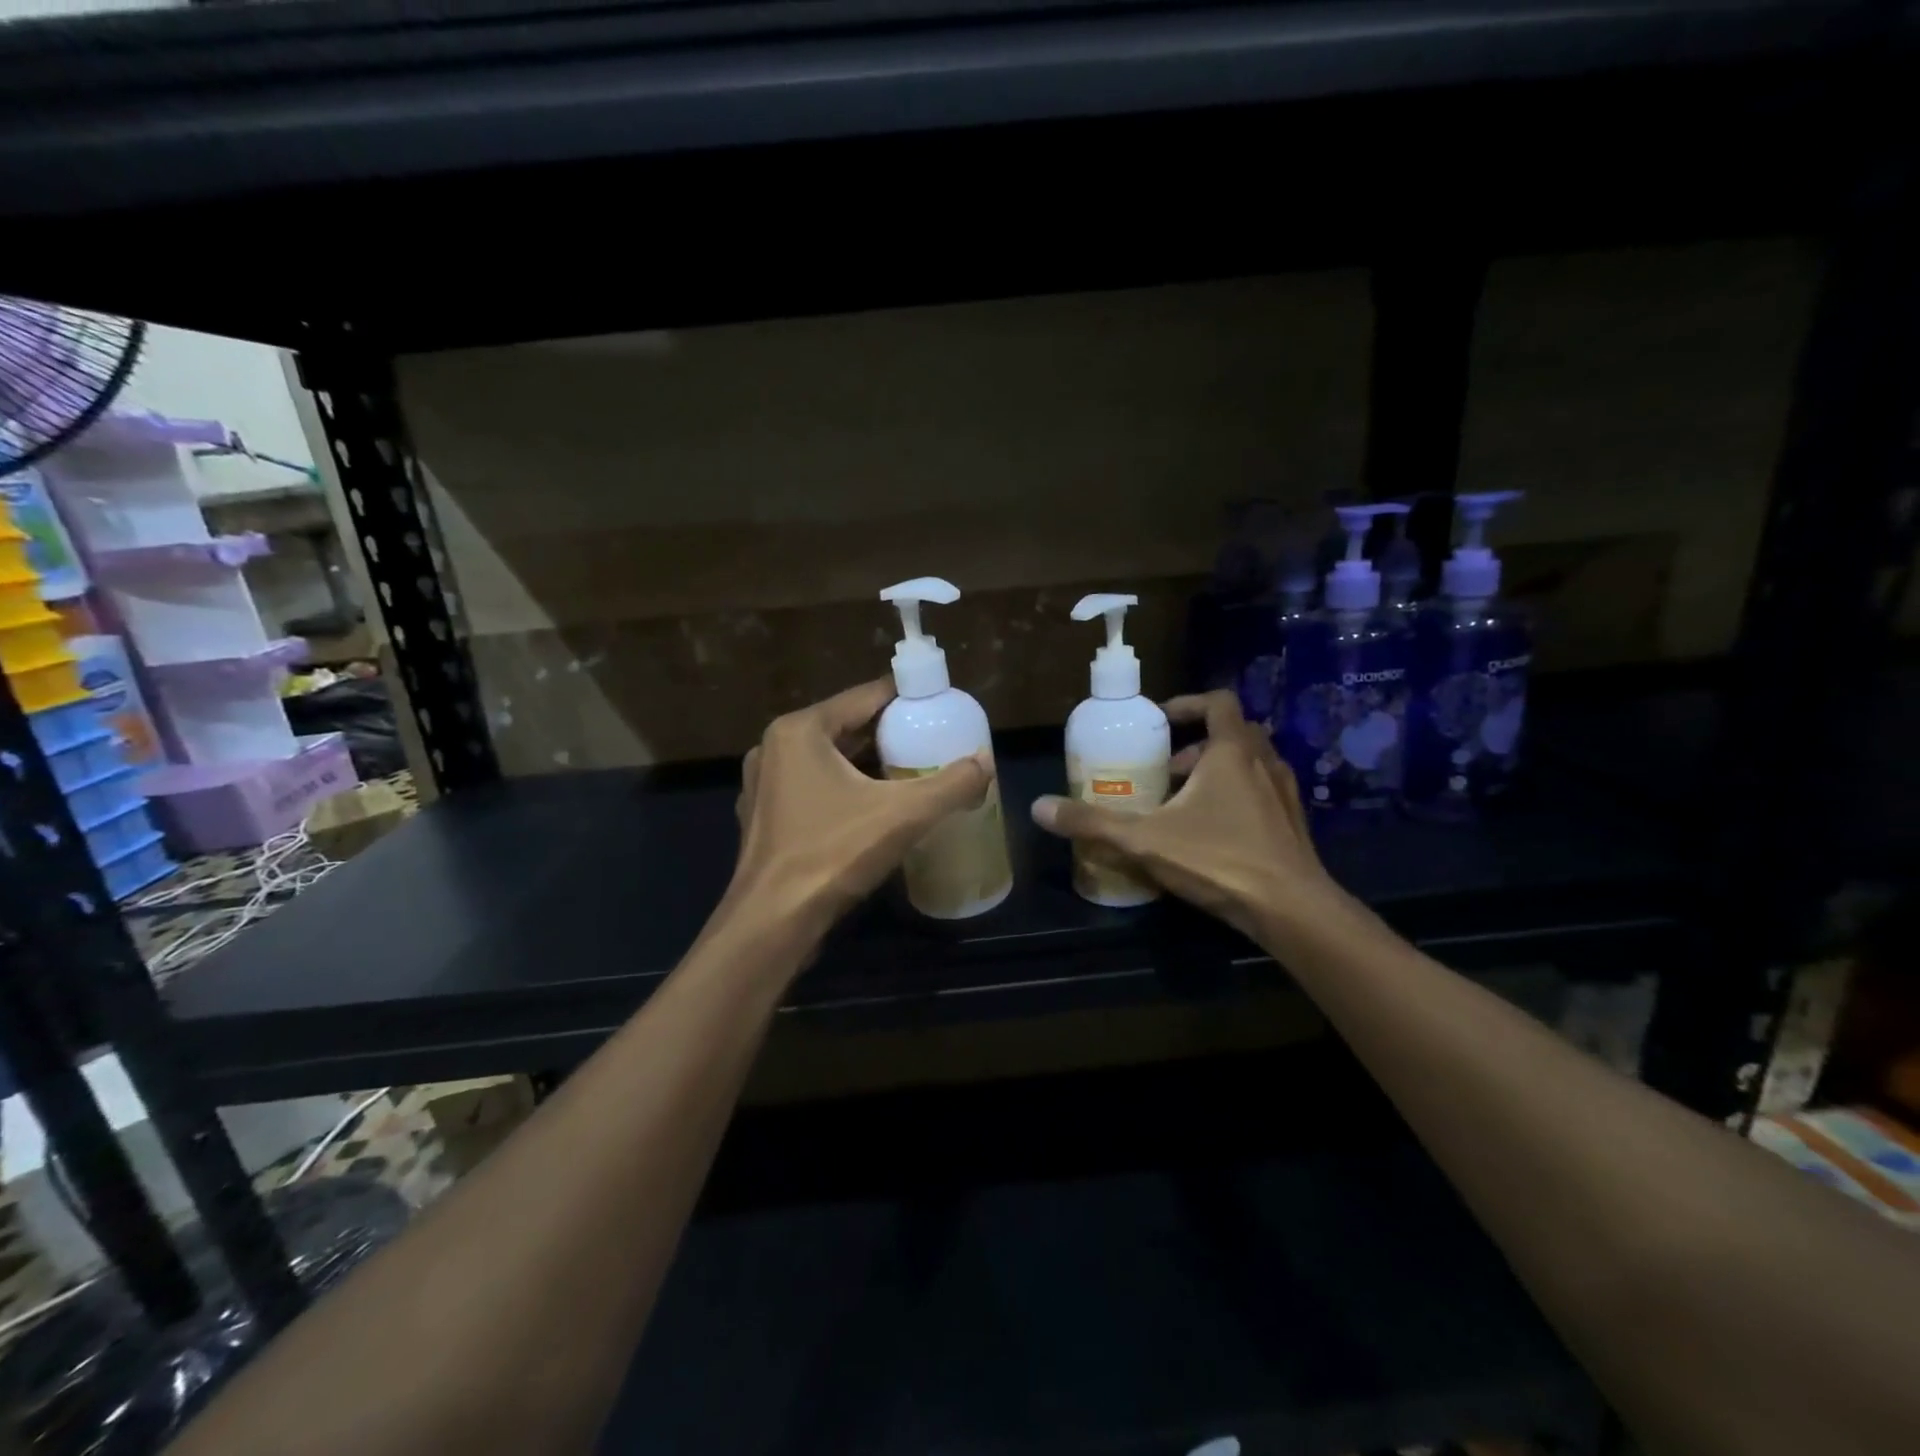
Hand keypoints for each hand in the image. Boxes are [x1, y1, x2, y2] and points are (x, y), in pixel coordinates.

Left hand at [729, 678, 992, 934]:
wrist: (772, 923)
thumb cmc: (832, 854)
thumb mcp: (903, 815)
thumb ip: (951, 785)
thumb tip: (985, 762)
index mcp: (799, 730)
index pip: (865, 696)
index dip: (907, 698)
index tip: (942, 705)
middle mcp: (775, 748)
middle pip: (847, 727)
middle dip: (890, 734)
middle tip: (934, 741)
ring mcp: (764, 785)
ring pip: (829, 760)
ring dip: (868, 764)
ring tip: (912, 772)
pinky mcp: (765, 818)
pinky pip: (814, 788)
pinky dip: (845, 790)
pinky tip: (874, 808)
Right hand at [1030, 690, 1338, 938]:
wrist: (1291, 909)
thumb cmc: (1218, 859)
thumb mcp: (1144, 840)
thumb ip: (1092, 823)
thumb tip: (1038, 807)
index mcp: (1232, 751)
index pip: (1218, 702)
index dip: (1188, 704)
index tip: (1160, 721)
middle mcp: (1264, 762)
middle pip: (1233, 733)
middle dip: (1196, 745)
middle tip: (1166, 770)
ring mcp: (1285, 793)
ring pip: (1250, 764)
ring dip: (1218, 772)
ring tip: (1185, 803)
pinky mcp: (1294, 824)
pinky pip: (1263, 793)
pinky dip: (1238, 797)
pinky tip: (1215, 832)